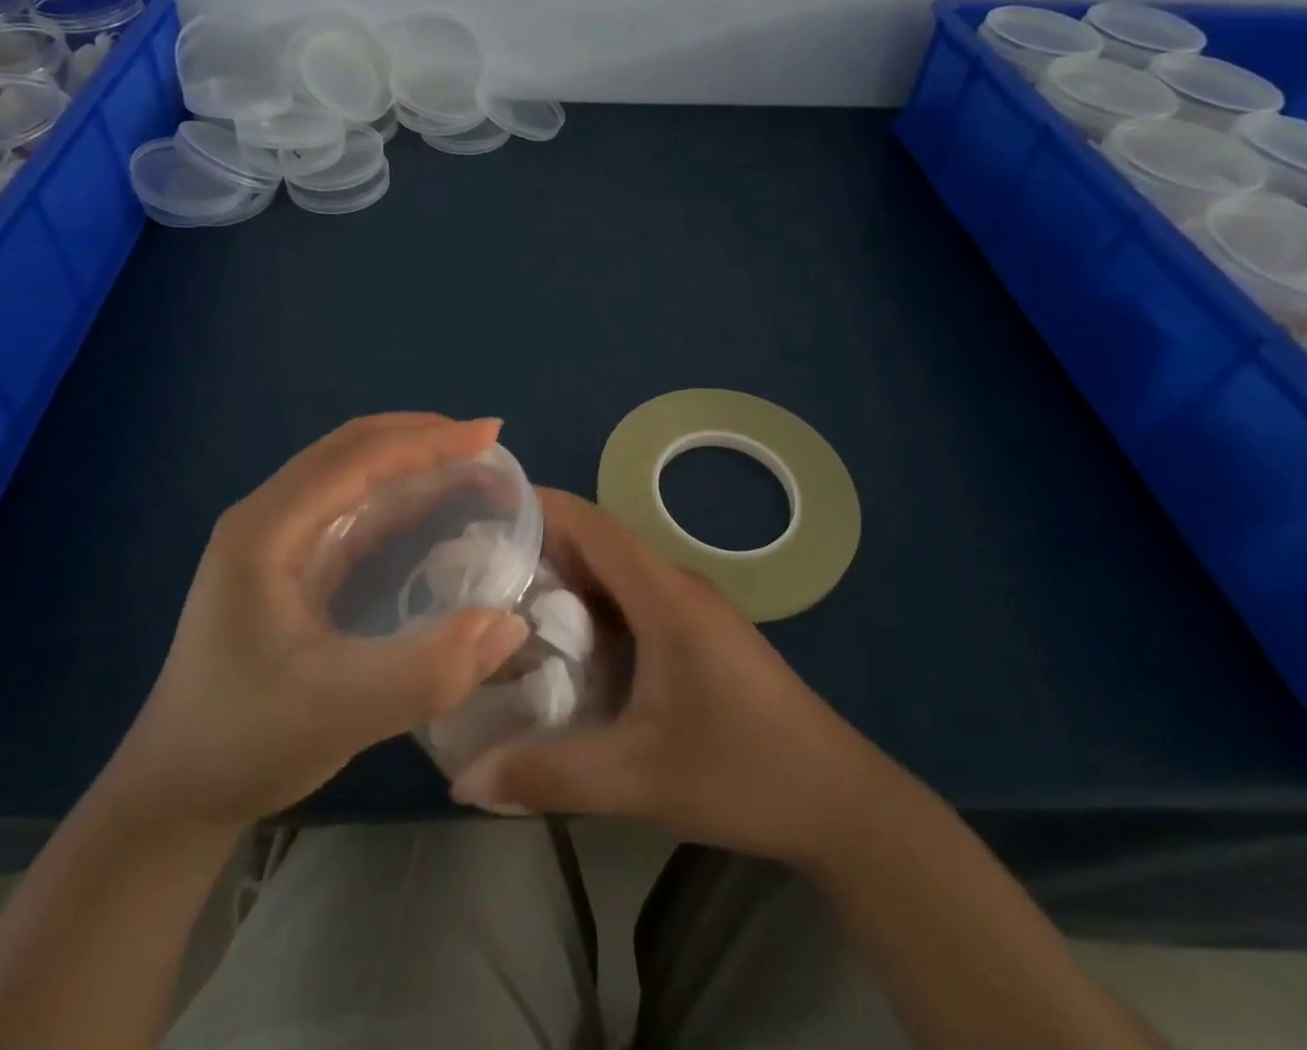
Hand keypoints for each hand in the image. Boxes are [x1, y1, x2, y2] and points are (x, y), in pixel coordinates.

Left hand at [108, 414, 530, 826]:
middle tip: (486, 444)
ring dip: (410, 463)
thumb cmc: (244, 743)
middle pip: (351, 449)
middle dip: (420, 438)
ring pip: (351, 475)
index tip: (490, 435)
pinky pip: (350, 511)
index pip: (355, 457)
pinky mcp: (287, 566)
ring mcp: (274, 541)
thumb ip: (428, 671)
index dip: (426, 440)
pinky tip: (433, 510)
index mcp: (266, 530)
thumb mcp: (340, 712)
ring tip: (470, 466)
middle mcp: (267, 519)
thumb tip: (510, 622)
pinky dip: (397, 499)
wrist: (174, 796)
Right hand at [453, 489, 873, 865]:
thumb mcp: (638, 779)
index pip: (592, 523)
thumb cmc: (742, 774)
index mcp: (663, 596)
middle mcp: (677, 585)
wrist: (840, 800)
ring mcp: (694, 606)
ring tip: (508, 599)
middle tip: (479, 565)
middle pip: (599, 540)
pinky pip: (636, 596)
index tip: (485, 510)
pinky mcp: (701, 631)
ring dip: (567, 575)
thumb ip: (550, 775)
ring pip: (618, 569)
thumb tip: (465, 778)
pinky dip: (594, 603)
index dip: (539, 506)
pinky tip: (568, 642)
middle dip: (540, 544)